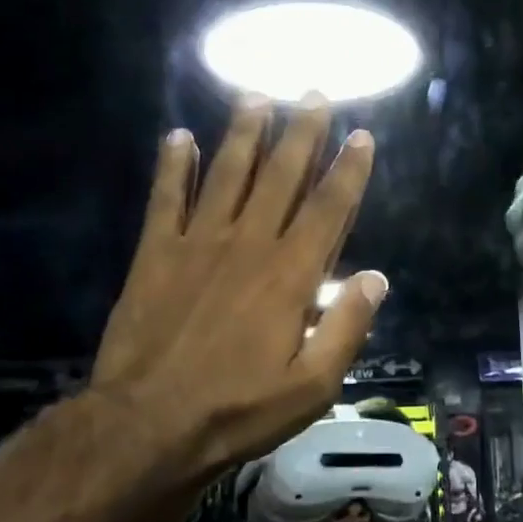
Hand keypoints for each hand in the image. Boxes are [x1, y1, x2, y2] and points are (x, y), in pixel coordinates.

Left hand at [86, 94, 387, 484]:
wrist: (146, 426)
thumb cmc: (238, 409)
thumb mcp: (312, 386)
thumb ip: (348, 327)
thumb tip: (376, 278)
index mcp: (291, 274)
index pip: (328, 208)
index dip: (348, 170)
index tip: (360, 135)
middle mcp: (249, 244)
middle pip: (281, 176)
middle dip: (301, 133)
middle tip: (312, 94)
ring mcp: (198, 244)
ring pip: (227, 174)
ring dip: (244, 134)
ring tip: (256, 97)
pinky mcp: (156, 254)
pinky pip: (166, 199)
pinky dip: (172, 167)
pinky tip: (177, 137)